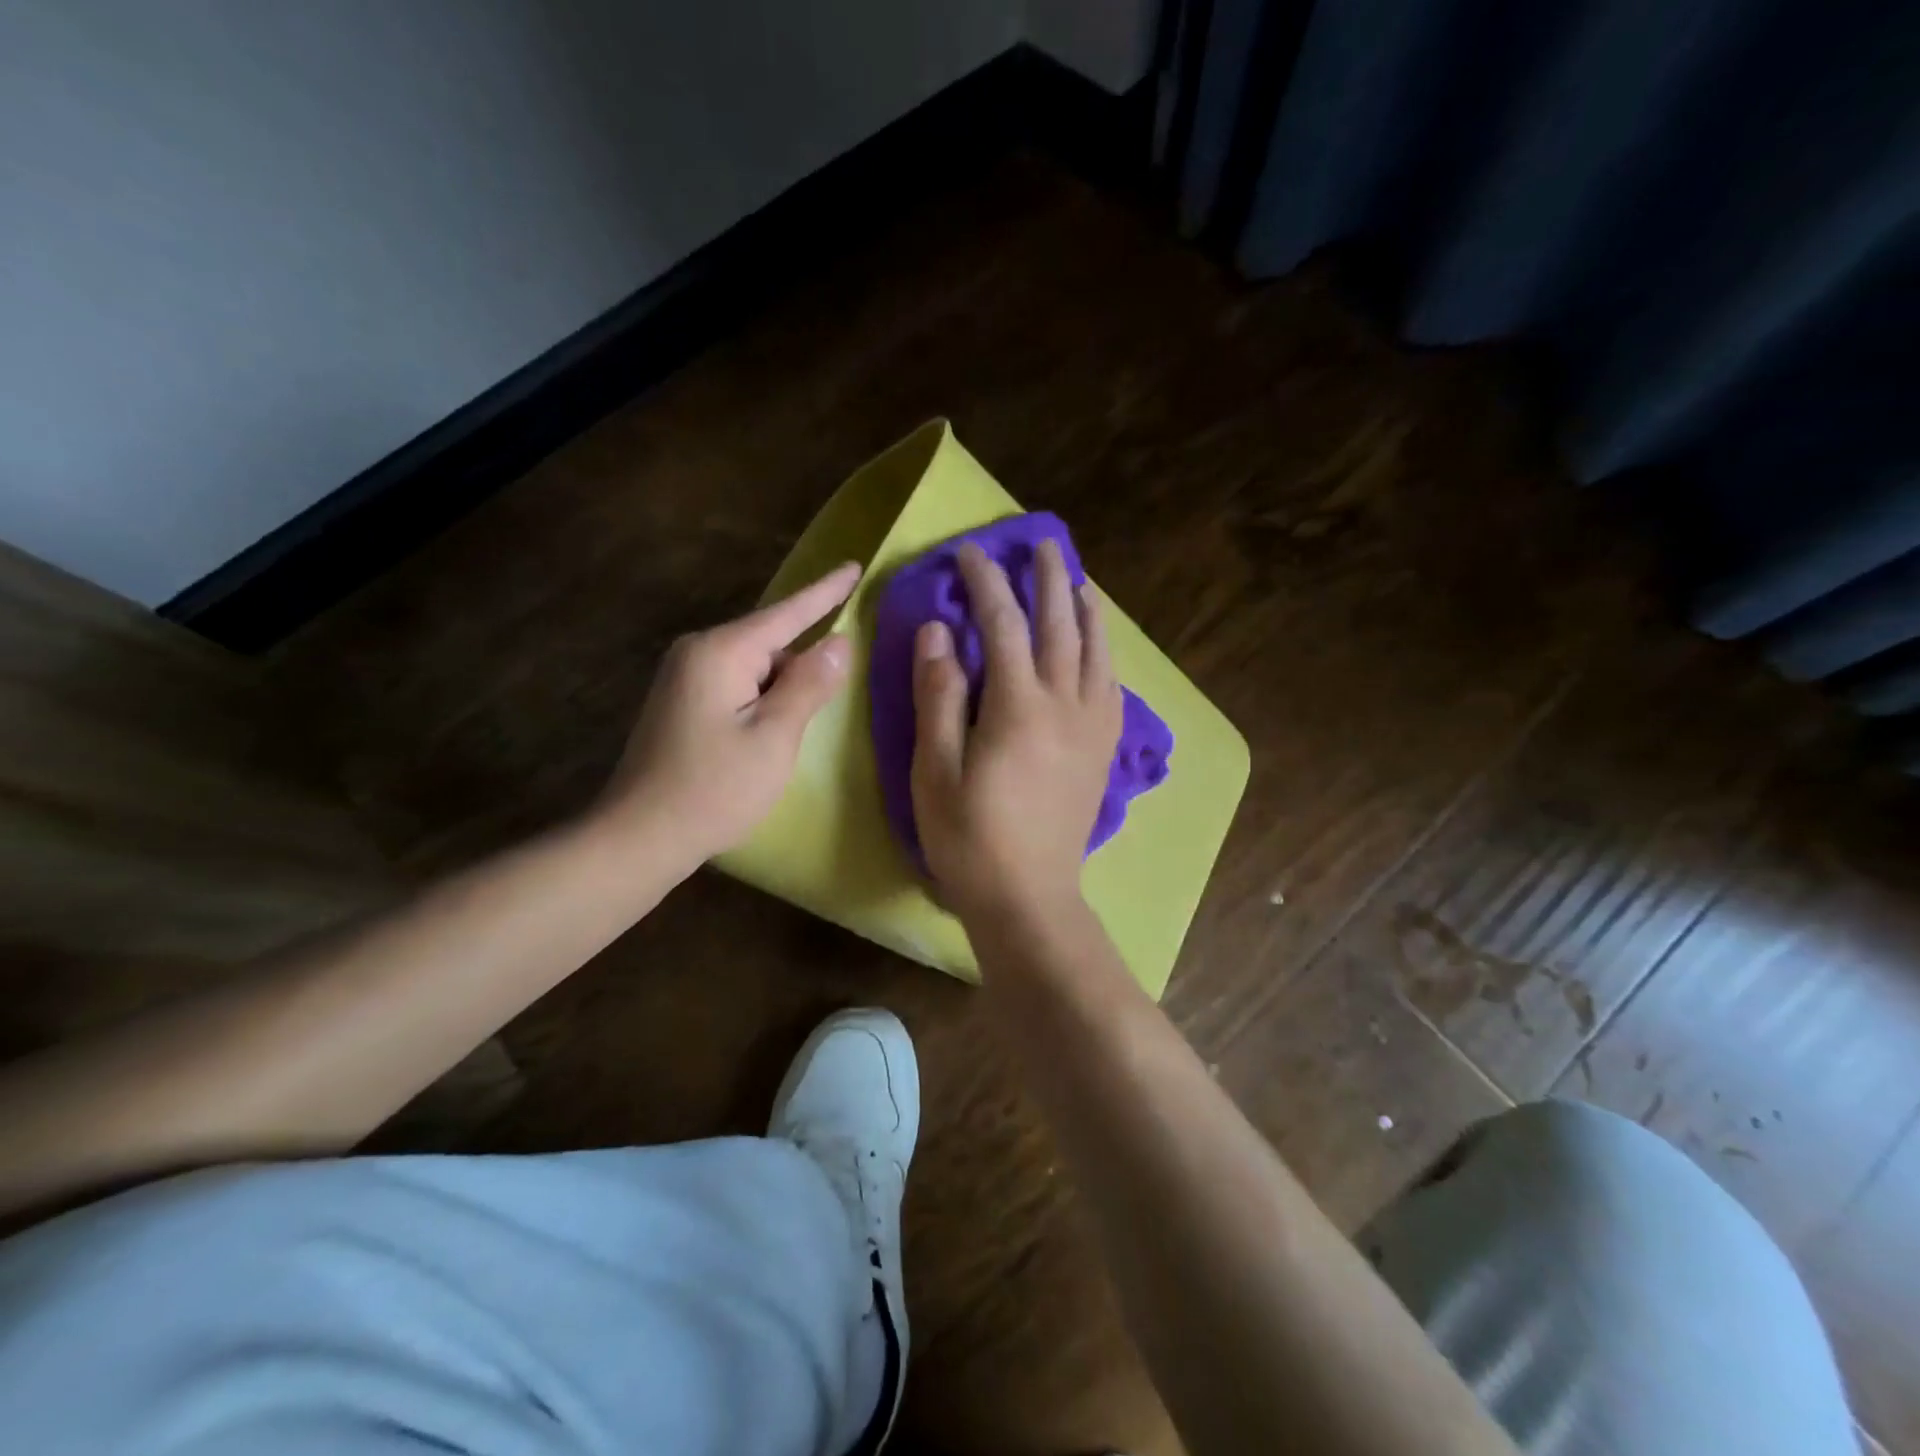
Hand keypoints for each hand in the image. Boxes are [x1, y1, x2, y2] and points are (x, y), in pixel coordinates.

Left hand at [598, 563, 860, 864]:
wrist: (639, 836)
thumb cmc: (714, 788)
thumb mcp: (775, 737)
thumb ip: (809, 684)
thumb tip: (840, 643)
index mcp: (721, 652)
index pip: (787, 613)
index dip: (826, 592)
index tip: (854, 566)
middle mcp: (697, 653)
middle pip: (770, 642)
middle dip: (803, 664)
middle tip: (827, 704)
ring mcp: (684, 678)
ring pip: (755, 668)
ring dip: (782, 690)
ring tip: (790, 736)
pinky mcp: (681, 703)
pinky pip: (737, 686)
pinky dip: (762, 702)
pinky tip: (768, 735)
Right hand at [911, 539, 1122, 921]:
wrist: (1029, 897)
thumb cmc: (970, 839)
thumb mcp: (934, 771)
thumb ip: (938, 697)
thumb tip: (939, 631)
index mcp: (1018, 706)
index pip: (1002, 624)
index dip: (986, 583)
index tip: (971, 552)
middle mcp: (1065, 705)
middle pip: (1060, 625)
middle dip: (1049, 580)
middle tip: (1042, 544)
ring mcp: (1091, 727)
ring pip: (1096, 652)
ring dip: (1086, 610)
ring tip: (1079, 582)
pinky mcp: (1103, 751)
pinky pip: (1111, 686)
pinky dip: (1105, 654)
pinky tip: (1099, 648)